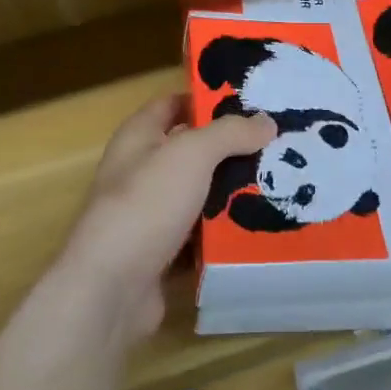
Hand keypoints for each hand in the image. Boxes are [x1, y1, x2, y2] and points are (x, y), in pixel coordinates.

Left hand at [59, 94, 274, 347]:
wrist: (111, 289)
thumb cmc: (146, 205)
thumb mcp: (191, 154)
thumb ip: (230, 133)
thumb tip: (267, 121)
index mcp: (139, 137)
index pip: (174, 104)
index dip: (208, 100)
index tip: (252, 102)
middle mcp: (141, 171)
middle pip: (193, 152)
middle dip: (232, 149)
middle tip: (278, 146)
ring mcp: (151, 215)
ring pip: (201, 195)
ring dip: (233, 193)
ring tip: (280, 184)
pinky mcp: (163, 253)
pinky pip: (202, 236)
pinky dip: (226, 234)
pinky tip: (261, 228)